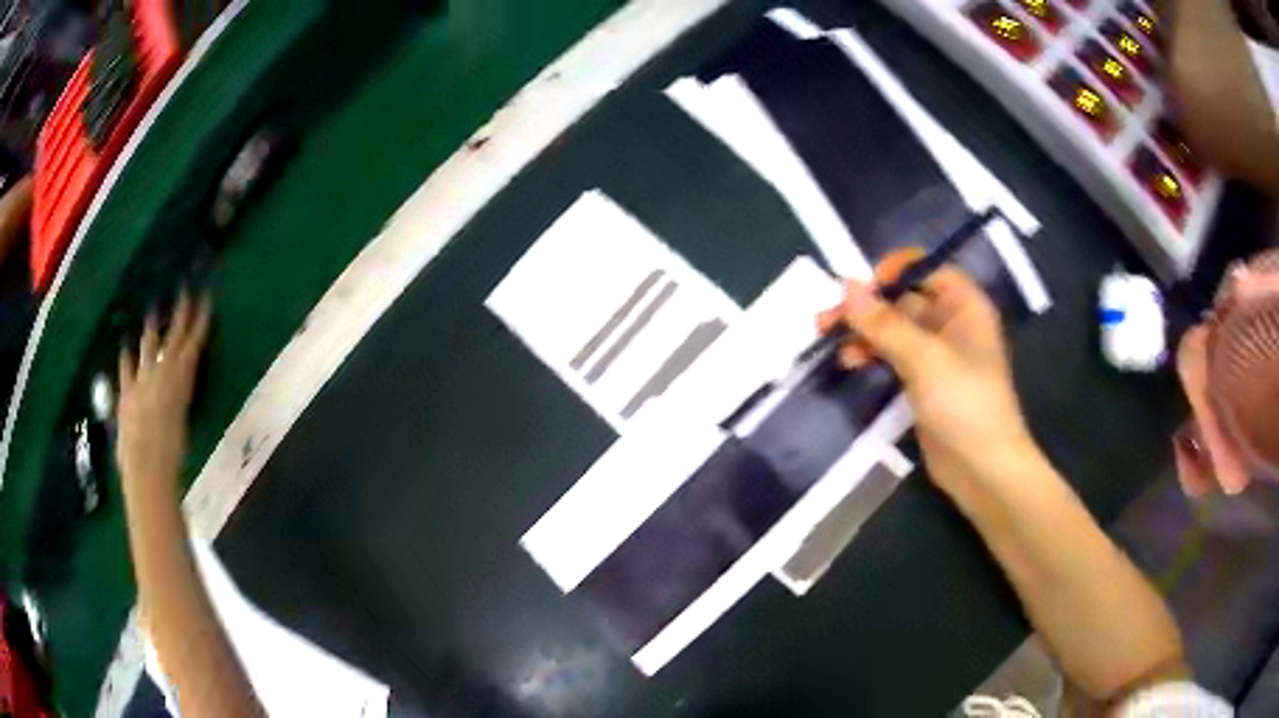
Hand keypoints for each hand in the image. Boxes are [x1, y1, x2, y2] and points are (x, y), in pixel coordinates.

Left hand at [116, 290, 211, 498]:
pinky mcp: (127, 391)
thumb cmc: (173, 452)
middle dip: (180, 313)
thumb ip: (178, 405)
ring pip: (148, 346)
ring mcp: (142, 378)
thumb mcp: (182, 425)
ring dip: (152, 330)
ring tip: (153, 315)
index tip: (205, 297)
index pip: (193, 342)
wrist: (145, 464)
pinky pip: (126, 369)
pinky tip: (125, 348)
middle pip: (173, 336)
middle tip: (184, 291)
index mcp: (181, 378)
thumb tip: (175, 401)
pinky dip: (126, 359)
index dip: (200, 319)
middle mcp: (162, 371)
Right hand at [818, 265, 1032, 494]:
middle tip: (828, 319)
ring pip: (895, 329)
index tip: (860, 290)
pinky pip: (895, 357)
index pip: (925, 268)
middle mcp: (952, 323)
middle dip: (868, 306)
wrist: (983, 469)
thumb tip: (845, 286)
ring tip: (832, 342)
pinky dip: (873, 355)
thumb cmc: (964, 403)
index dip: (892, 272)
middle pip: (904, 299)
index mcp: (964, 305)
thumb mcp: (924, 358)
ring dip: (865, 332)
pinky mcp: (925, 383)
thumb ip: (884, 323)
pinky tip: (851, 363)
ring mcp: (938, 355)